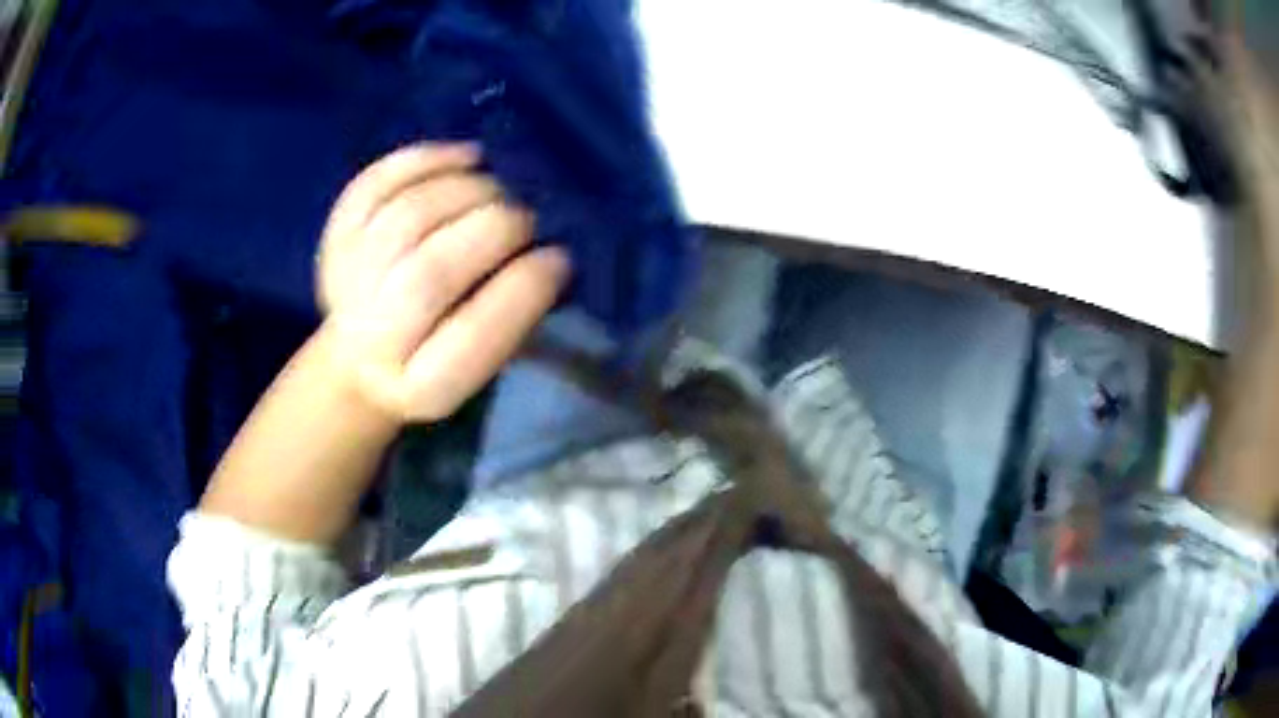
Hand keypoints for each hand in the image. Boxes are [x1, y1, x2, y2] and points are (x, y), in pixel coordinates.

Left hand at [316, 143, 569, 421]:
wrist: (360, 355)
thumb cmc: (439, 356)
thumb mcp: (481, 364)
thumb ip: (511, 318)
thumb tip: (548, 252)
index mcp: (421, 387)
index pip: (471, 337)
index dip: (522, 289)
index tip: (559, 257)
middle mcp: (373, 340)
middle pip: (429, 272)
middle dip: (493, 230)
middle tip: (525, 219)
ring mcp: (346, 284)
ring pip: (405, 219)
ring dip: (465, 191)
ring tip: (497, 190)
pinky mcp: (335, 237)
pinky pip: (376, 184)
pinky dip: (426, 160)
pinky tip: (466, 157)